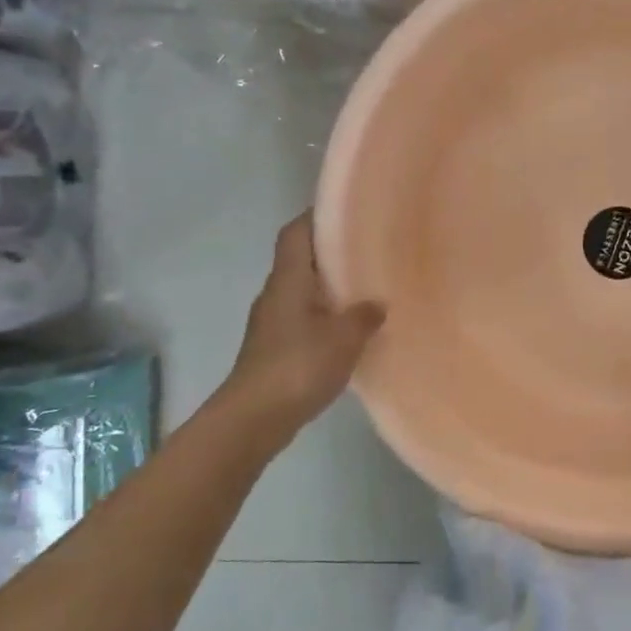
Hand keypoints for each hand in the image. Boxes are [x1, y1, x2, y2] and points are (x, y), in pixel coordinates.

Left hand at [220, 213, 383, 432]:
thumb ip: (363, 316)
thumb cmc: (297, 366)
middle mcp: (276, 294)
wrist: (254, 418)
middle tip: (369, 250)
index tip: (347, 211)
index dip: (316, 216)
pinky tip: (350, 329)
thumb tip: (376, 304)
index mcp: (288, 280)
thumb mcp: (343, 338)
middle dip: (332, 253)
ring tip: (367, 288)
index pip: (296, 233)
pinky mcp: (276, 348)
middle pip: (301, 260)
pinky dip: (326, 316)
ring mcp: (273, 323)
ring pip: (304, 292)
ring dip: (330, 287)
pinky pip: (304, 319)